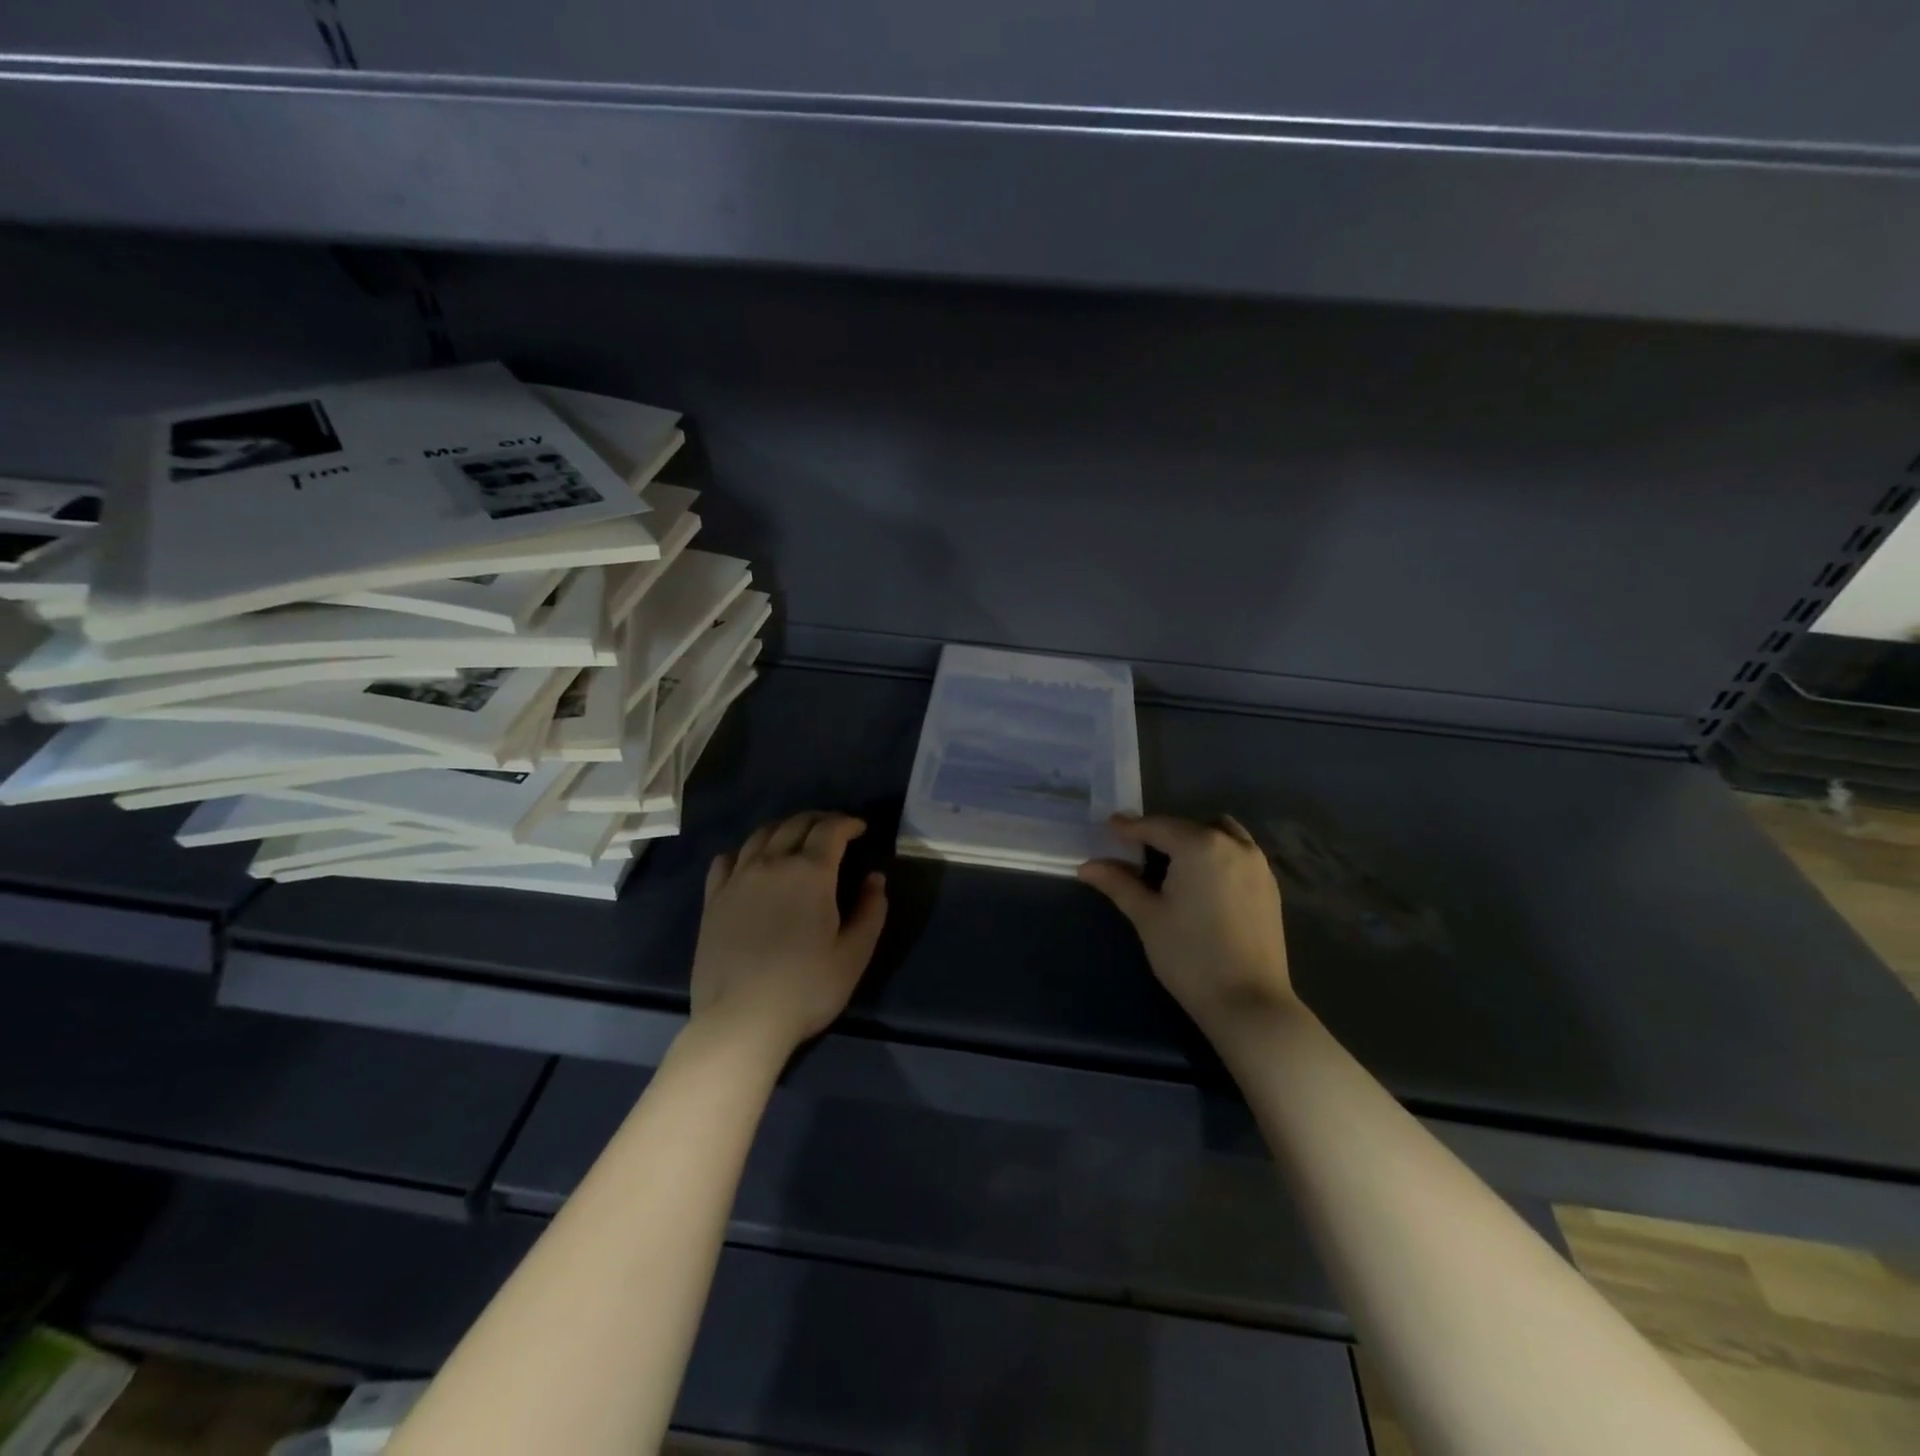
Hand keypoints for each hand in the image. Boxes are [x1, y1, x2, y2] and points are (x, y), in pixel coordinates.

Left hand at [689, 811, 887, 1061]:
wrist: (741, 1020)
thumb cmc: (806, 988)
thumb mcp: (854, 954)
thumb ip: (871, 911)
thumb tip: (875, 879)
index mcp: (810, 873)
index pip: (831, 830)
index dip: (848, 823)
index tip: (861, 829)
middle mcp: (772, 864)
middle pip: (795, 824)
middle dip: (819, 820)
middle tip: (834, 829)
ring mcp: (737, 879)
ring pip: (761, 835)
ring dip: (784, 828)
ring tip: (796, 838)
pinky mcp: (713, 899)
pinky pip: (727, 860)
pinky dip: (746, 851)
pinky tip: (751, 861)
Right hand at [1078, 813, 1297, 1047]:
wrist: (1248, 1003)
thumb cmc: (1189, 956)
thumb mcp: (1147, 916)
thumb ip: (1118, 883)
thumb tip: (1087, 866)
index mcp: (1200, 846)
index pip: (1157, 827)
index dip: (1129, 828)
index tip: (1108, 827)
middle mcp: (1234, 845)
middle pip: (1189, 827)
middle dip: (1162, 834)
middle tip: (1136, 851)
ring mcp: (1257, 866)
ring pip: (1221, 834)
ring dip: (1195, 839)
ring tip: (1173, 864)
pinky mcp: (1270, 888)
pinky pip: (1240, 854)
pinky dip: (1218, 855)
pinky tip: (1202, 882)